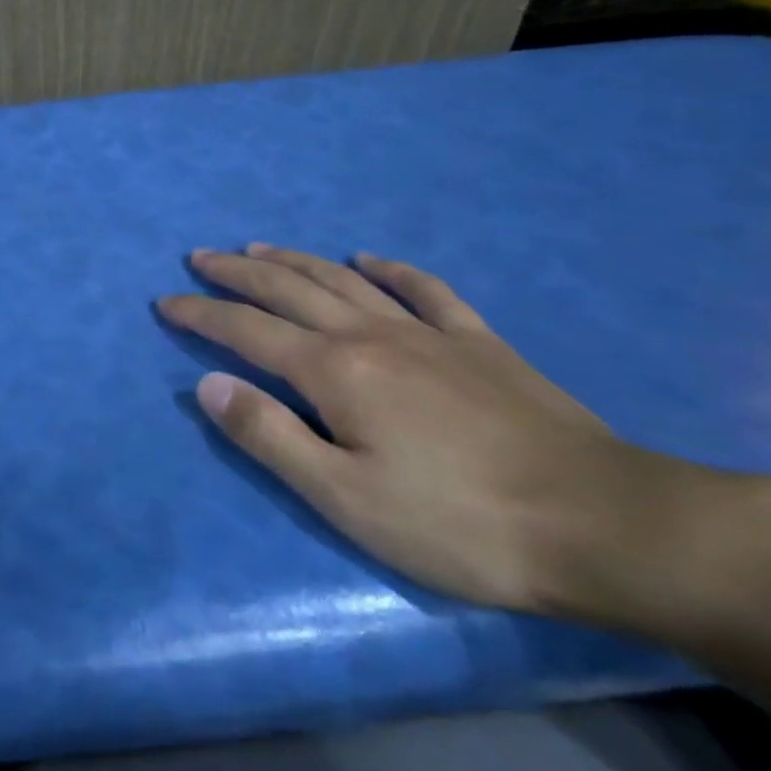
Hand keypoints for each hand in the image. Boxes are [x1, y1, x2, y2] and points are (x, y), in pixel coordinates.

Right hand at [158, 245, 707, 614]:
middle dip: (236, 271)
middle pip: (288, 289)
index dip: (200, 315)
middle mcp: (370, 335)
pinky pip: (425, 290)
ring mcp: (428, 333)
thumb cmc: (459, 523)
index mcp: (334, 372)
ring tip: (259, 245)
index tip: (165, 303)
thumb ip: (269, 437)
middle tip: (199, 257)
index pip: (246, 331)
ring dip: (294, 259)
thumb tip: (209, 385)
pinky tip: (370, 258)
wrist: (605, 525)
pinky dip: (390, 268)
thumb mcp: (346, 498)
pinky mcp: (479, 343)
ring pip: (342, 280)